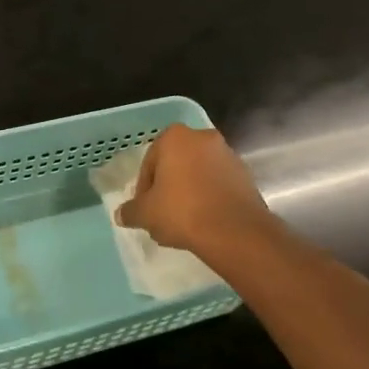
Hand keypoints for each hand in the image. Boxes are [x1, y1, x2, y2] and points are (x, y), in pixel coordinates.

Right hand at [115, 123, 277, 255]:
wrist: (234, 231)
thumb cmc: (182, 212)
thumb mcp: (145, 214)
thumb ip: (130, 211)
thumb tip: (122, 214)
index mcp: (175, 137)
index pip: (150, 162)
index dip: (144, 188)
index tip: (145, 208)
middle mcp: (203, 138)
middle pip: (176, 164)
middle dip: (168, 186)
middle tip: (162, 213)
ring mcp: (228, 155)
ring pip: (198, 174)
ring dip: (189, 192)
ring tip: (183, 221)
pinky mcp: (246, 175)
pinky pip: (218, 184)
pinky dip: (209, 198)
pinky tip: (203, 221)